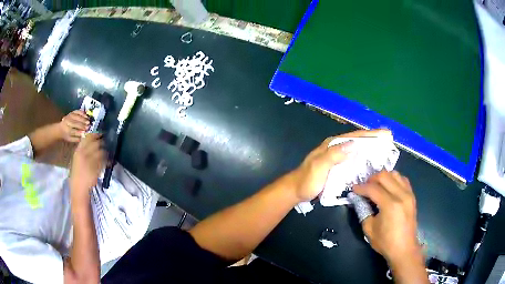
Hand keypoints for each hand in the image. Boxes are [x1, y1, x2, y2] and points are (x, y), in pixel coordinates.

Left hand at [59, 110, 89, 142]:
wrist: (60, 128)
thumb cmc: (66, 135)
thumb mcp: (70, 139)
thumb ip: (76, 138)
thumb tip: (83, 136)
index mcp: (67, 130)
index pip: (74, 131)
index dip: (79, 132)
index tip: (85, 132)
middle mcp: (67, 122)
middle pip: (76, 123)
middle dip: (82, 125)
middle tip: (88, 126)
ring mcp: (69, 116)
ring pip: (77, 117)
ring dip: (83, 119)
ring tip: (88, 121)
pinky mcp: (71, 112)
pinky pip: (77, 111)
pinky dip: (82, 113)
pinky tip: (86, 115)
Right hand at [70, 134, 105, 197]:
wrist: (78, 187)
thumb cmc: (77, 173)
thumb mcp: (77, 159)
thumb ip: (83, 149)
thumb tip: (92, 141)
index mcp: (78, 151)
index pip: (87, 137)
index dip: (95, 134)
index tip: (100, 132)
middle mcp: (83, 154)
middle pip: (96, 143)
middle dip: (102, 141)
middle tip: (106, 141)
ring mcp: (89, 161)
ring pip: (101, 152)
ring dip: (106, 151)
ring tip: (108, 152)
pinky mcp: (95, 169)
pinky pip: (104, 162)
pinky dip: (108, 161)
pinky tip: (109, 162)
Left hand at [290, 129, 390, 201]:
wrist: (296, 191)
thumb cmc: (307, 180)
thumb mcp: (319, 167)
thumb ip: (334, 155)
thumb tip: (354, 145)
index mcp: (333, 144)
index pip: (355, 136)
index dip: (371, 134)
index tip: (386, 133)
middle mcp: (336, 148)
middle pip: (358, 141)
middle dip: (374, 140)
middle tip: (389, 141)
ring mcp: (337, 157)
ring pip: (357, 150)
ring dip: (370, 149)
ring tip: (384, 151)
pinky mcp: (338, 167)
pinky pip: (354, 160)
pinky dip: (363, 160)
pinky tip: (371, 164)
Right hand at [353, 171, 420, 264]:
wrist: (404, 248)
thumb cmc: (386, 242)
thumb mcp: (369, 229)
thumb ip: (363, 211)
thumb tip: (358, 199)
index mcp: (390, 205)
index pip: (373, 188)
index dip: (361, 187)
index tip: (354, 189)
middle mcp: (401, 195)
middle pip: (384, 175)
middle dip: (371, 179)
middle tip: (364, 187)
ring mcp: (408, 194)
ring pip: (394, 174)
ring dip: (383, 177)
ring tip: (376, 186)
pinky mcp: (412, 196)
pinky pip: (402, 179)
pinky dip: (393, 180)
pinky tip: (388, 188)